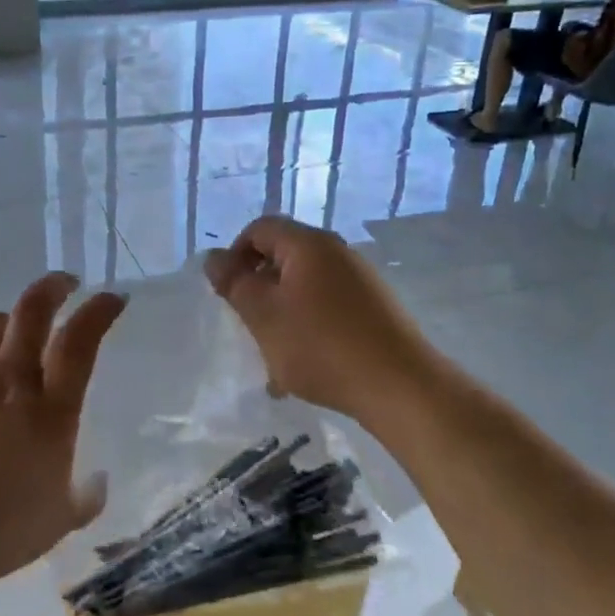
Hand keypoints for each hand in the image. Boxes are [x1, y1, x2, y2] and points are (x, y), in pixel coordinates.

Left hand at [0, 273, 125, 588]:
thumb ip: (86, 496)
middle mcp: (9, 383)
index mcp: (50, 411)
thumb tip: (99, 480)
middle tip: (64, 284)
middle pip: (32, 312)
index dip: (99, 311)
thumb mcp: (59, 522)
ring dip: (7, 324)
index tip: (112, 297)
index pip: (80, 341)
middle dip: (53, 287)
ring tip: (12, 334)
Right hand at [203, 216, 432, 423]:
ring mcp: (361, 281)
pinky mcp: (374, 309)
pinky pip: (328, 308)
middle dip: (259, 288)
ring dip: (282, 314)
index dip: (235, 255)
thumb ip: (234, 283)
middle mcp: (338, 253)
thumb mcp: (264, 315)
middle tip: (249, 325)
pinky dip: (308, 328)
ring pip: (304, 287)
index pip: (260, 229)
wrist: (400, 386)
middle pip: (283, 257)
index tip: (228, 293)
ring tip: (274, 355)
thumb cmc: (321, 346)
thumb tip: (214, 259)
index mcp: (309, 245)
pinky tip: (304, 367)